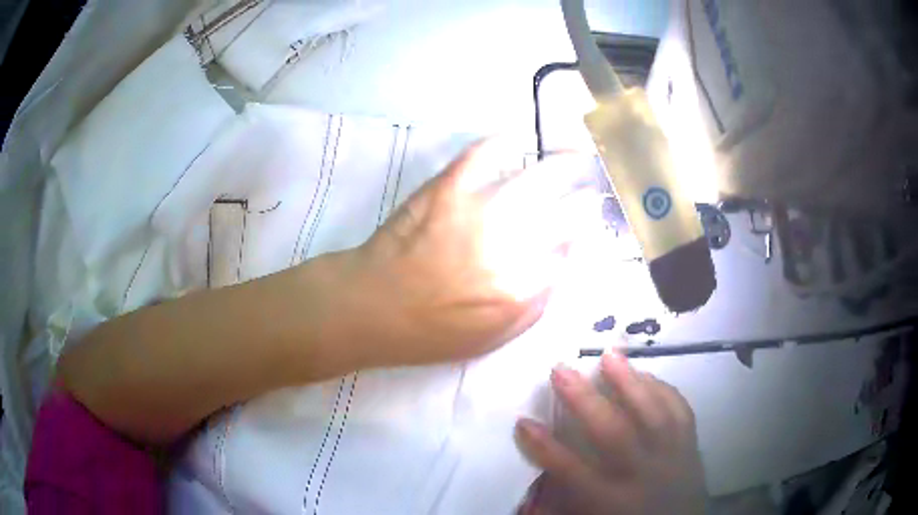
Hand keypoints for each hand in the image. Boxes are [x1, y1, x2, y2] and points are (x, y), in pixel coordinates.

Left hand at [337, 139, 583, 366]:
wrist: (372, 305)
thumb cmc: (431, 331)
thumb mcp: (493, 338)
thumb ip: (538, 304)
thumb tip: (565, 261)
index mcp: (522, 289)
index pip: (571, 250)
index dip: (584, 233)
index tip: (589, 223)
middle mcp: (511, 247)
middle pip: (567, 211)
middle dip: (587, 198)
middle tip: (592, 187)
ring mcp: (479, 211)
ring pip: (537, 178)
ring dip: (564, 164)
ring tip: (575, 156)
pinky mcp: (448, 188)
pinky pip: (483, 154)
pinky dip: (502, 142)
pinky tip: (514, 140)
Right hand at [515, 353, 705, 514]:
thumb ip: (562, 508)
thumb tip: (527, 502)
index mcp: (610, 499)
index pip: (572, 471)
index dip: (545, 447)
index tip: (523, 422)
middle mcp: (642, 474)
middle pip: (613, 433)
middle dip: (584, 400)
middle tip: (560, 369)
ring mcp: (671, 456)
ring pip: (652, 414)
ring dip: (630, 382)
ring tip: (610, 355)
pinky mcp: (691, 445)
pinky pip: (680, 411)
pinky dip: (664, 390)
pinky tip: (648, 375)